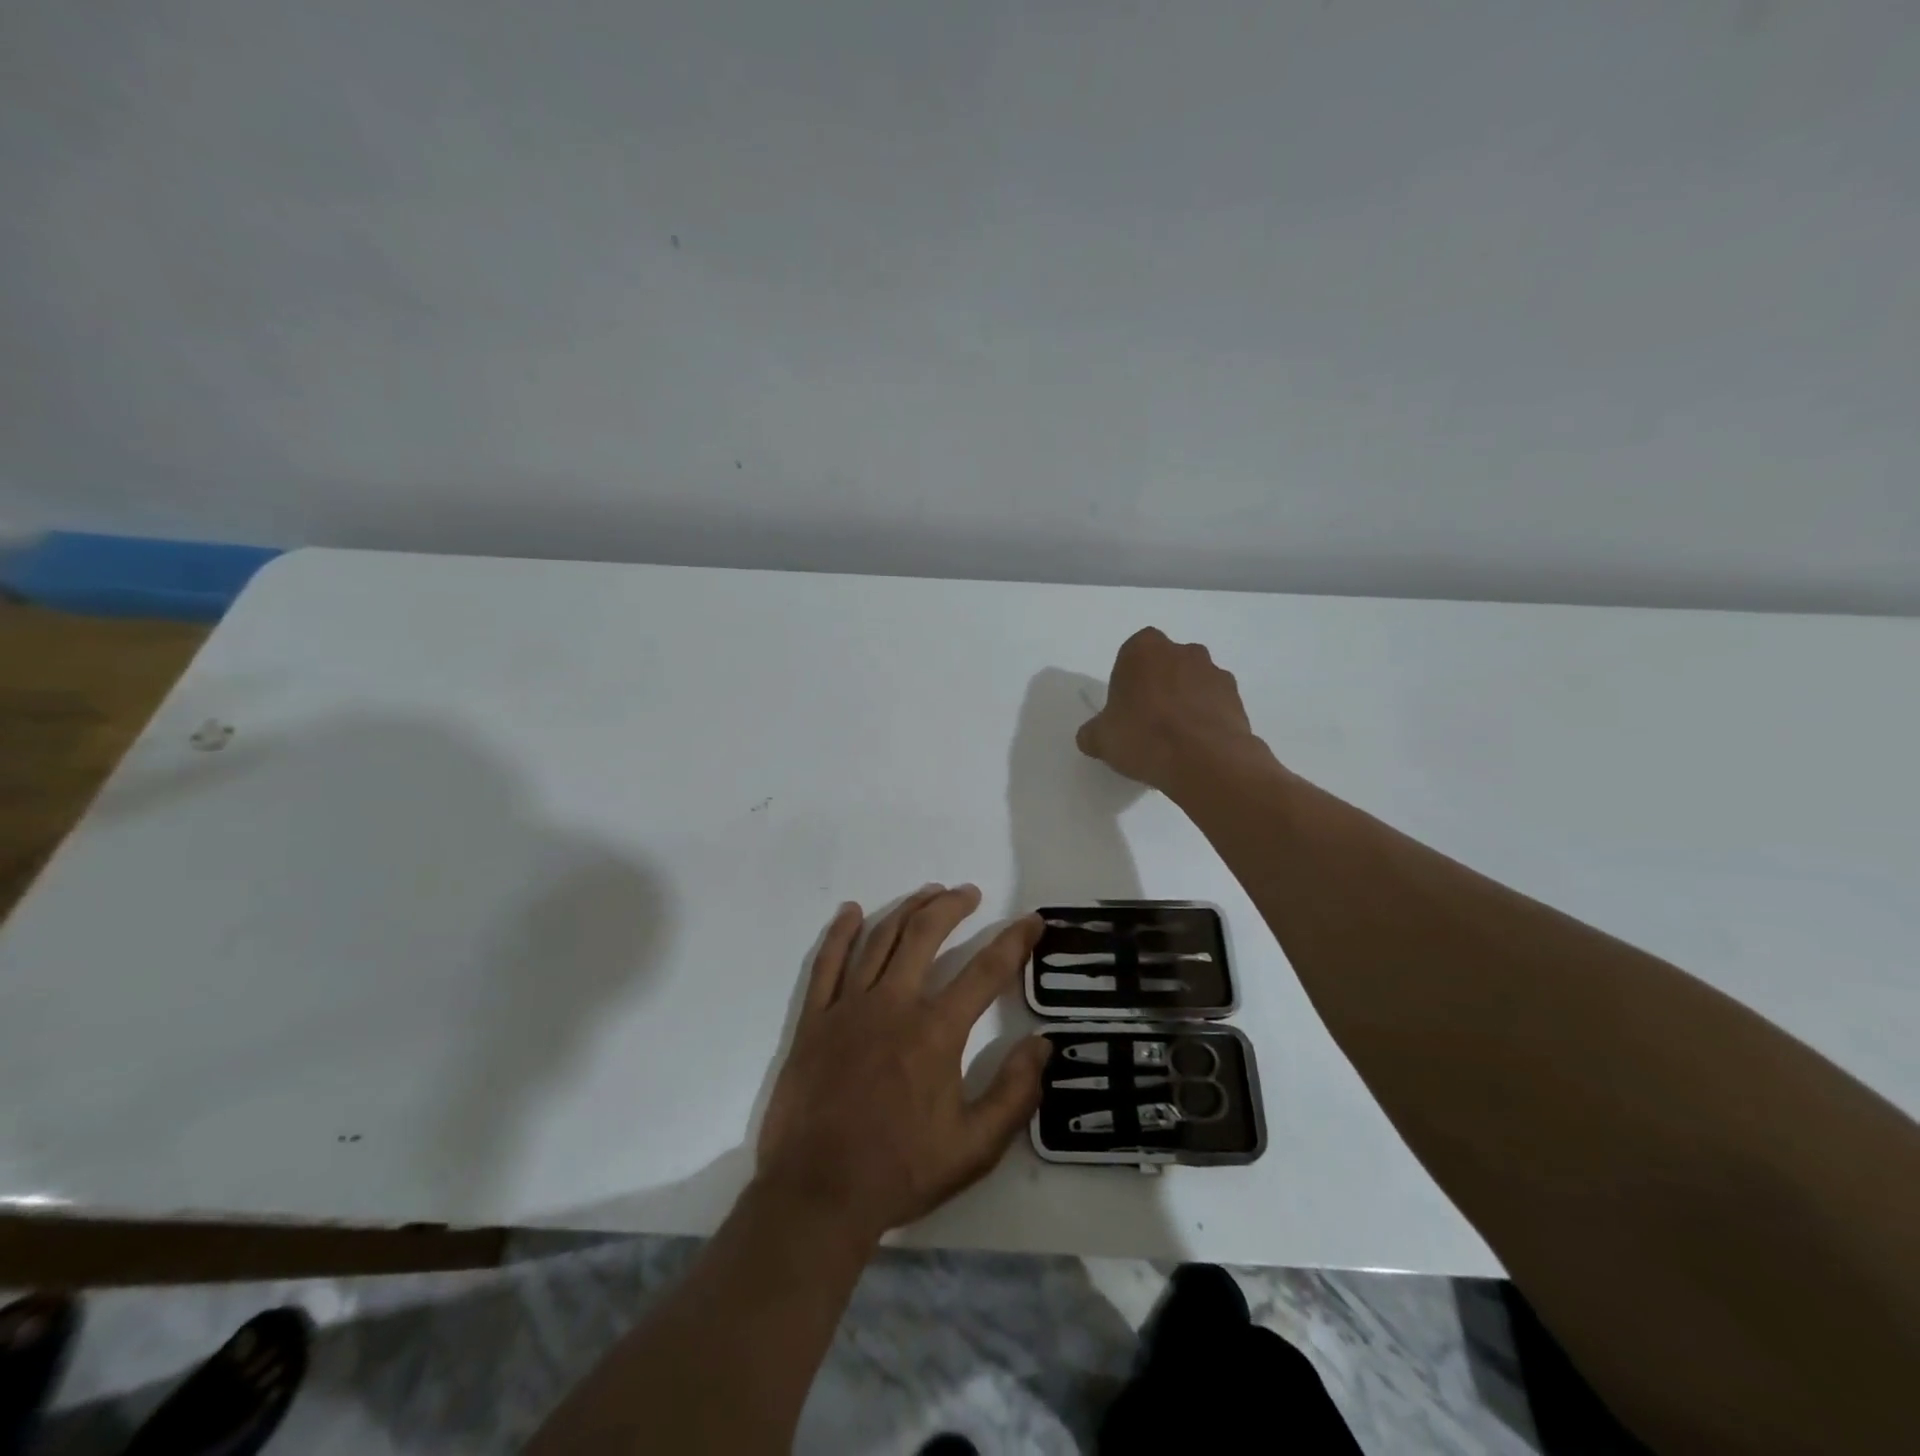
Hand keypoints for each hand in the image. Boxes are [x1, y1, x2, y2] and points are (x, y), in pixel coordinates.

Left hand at [755, 885, 1049, 1243]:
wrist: (817, 1194)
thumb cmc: (899, 1171)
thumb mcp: (973, 1148)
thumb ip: (1014, 1094)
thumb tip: (1042, 1045)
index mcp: (935, 1031)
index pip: (985, 971)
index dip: (1013, 940)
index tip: (1031, 920)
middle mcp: (893, 1004)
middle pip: (925, 935)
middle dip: (952, 907)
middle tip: (969, 893)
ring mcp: (848, 1007)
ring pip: (880, 939)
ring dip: (907, 909)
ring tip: (928, 893)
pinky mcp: (814, 1019)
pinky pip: (826, 963)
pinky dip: (840, 932)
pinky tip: (852, 911)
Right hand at [1077, 627, 1265, 793]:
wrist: (1204, 761)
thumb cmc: (1143, 737)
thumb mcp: (1101, 739)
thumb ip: (1093, 732)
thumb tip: (1091, 736)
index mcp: (1143, 649)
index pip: (1131, 655)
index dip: (1127, 681)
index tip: (1125, 708)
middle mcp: (1182, 651)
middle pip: (1165, 665)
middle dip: (1158, 686)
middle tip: (1148, 722)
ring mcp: (1214, 672)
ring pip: (1193, 682)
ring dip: (1185, 701)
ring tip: (1176, 739)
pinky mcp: (1237, 697)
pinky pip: (1215, 703)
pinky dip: (1207, 718)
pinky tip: (1197, 746)